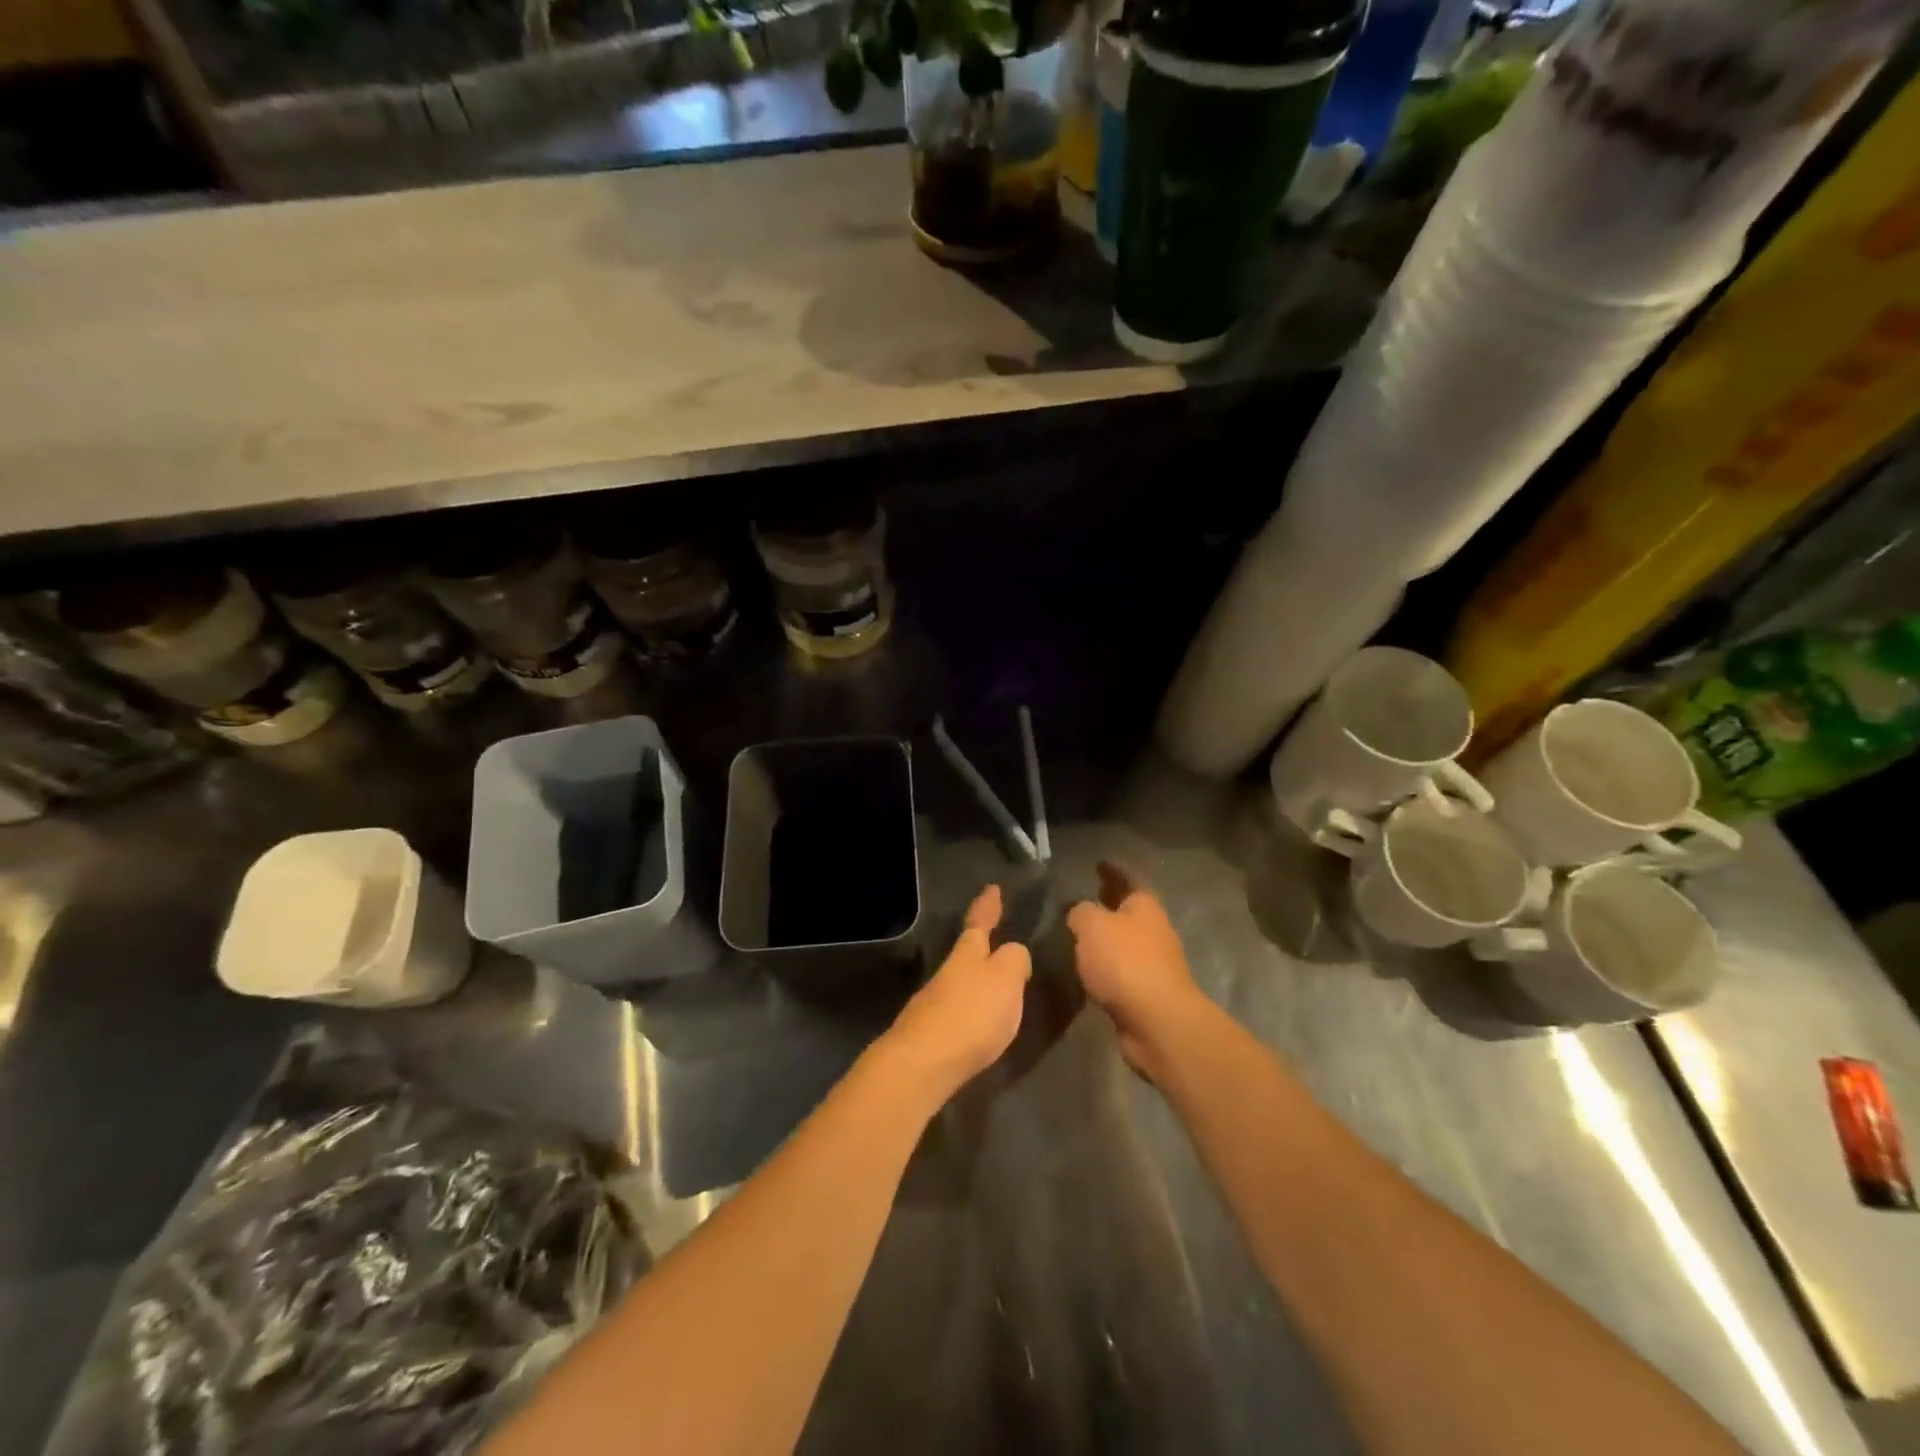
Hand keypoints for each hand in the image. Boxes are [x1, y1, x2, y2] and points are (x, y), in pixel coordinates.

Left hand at [881, 885, 1032, 1104]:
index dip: (987, 906)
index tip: (992, 888)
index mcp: (968, 953)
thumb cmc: (971, 1014)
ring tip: (994, 980)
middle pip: (967, 952)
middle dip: (981, 944)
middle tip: (996, 936)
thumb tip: (1013, 952)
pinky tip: (979, 1019)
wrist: (922, 1064)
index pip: (979, 922)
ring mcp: (934, 1002)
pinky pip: (958, 1009)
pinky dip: (970, 1007)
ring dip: (976, 977)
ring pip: (960, 980)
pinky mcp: (930, 1033)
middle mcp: (948, 972)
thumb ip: (1015, 960)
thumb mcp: (1006, 978)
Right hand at [1067, 862, 1207, 1079]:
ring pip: (1124, 942)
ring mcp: (1153, 964)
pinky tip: (1085, 970)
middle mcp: (1154, 931)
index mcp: (1145, 907)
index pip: (1128, 879)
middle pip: (1129, 911)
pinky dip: (1105, 966)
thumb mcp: (1092, 925)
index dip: (1113, 870)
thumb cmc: (1126, 962)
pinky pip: (1120, 971)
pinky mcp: (1146, 994)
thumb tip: (1077, 912)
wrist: (1157, 1022)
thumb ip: (1080, 912)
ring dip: (1106, 938)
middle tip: (1084, 898)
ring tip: (1077, 936)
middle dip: (1109, 904)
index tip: (1099, 864)